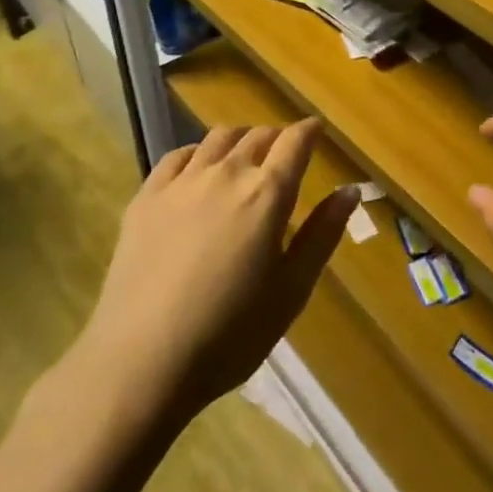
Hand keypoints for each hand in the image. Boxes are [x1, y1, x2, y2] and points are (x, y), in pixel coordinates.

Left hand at [77, 121, 354, 426]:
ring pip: (218, 139)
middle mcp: (226, 174)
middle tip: (284, 153)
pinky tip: (199, 170)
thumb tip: (350, 190)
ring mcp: (182, 183)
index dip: (309, 131)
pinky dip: (198, 153)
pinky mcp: (146, 198)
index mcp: (268, 194)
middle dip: (277, 137)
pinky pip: (177, 156)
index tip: (316, 130)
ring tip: (245, 156)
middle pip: (257, 135)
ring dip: (240, 139)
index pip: (295, 142)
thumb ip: (323, 234)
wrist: (142, 361)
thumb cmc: (230, 333)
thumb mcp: (292, 290)